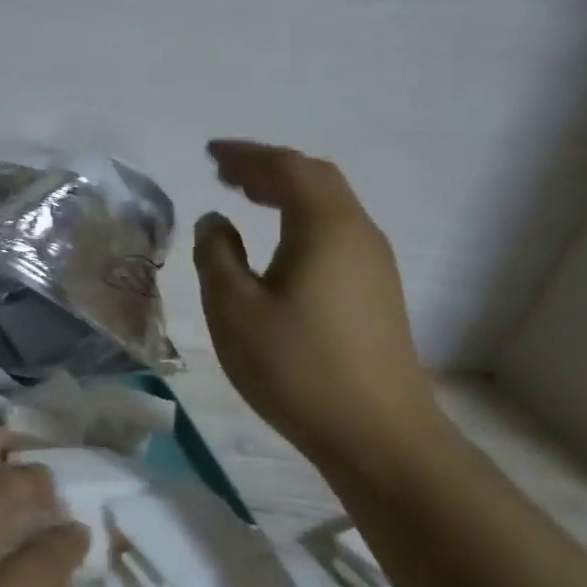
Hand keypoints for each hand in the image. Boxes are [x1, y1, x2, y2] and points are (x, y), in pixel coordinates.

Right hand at [194, 140, 441, 467]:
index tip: (210, 153)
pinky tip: (277, 243)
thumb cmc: (296, 366)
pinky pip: (334, 232)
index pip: (287, 168)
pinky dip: (300, 219)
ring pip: (329, 206)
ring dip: (286, 192)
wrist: (377, 434)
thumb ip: (217, 256)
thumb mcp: (234, 310)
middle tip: (224, 172)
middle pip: (316, 179)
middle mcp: (358, 234)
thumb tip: (215, 222)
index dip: (247, 155)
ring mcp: (373, 264)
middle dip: (268, 168)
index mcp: (326, 228)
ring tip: (245, 197)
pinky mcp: (376, 291)